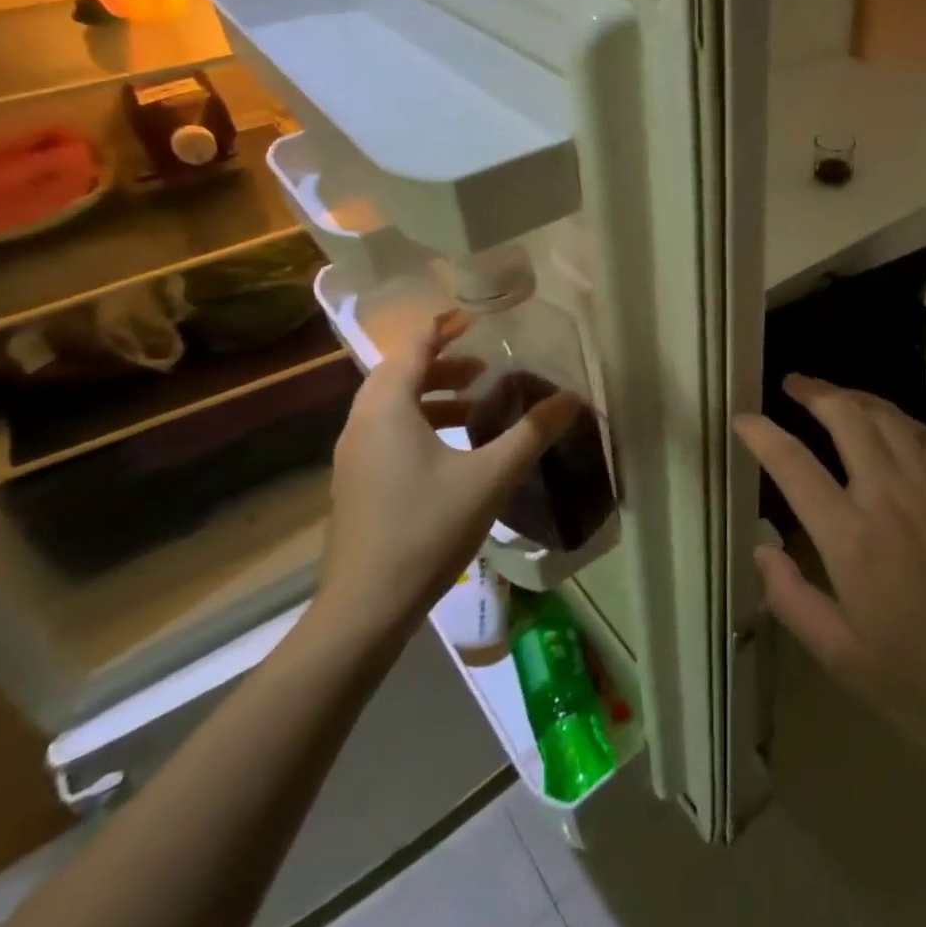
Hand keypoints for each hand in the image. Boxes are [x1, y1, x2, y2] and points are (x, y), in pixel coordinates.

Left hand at [316, 312, 577, 646]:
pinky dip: (420, 422)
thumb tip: (572, 399)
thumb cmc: (426, 529)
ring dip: (433, 395)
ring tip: (475, 404)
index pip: (413, 347)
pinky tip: (452, 450)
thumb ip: (531, 433)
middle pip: (400, 374)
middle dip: (443, 363)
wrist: (365, 608)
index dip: (443, 327)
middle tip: (484, 365)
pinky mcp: (356, 483)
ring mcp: (354, 455)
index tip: (476, 318)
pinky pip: (388, 431)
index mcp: (387, 408)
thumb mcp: (489, 477)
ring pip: (393, 406)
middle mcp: (362, 423)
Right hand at [736, 375, 925, 758]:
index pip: (794, 465)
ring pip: (888, 416)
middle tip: (793, 384)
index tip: (743, 417)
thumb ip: (790, 598)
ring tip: (833, 394)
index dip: (763, 434)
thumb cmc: (921, 683)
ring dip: (854, 396)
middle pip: (846, 417)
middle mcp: (890, 497)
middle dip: (813, 392)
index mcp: (850, 539)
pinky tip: (889, 424)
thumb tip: (761, 549)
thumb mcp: (840, 656)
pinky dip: (898, 418)